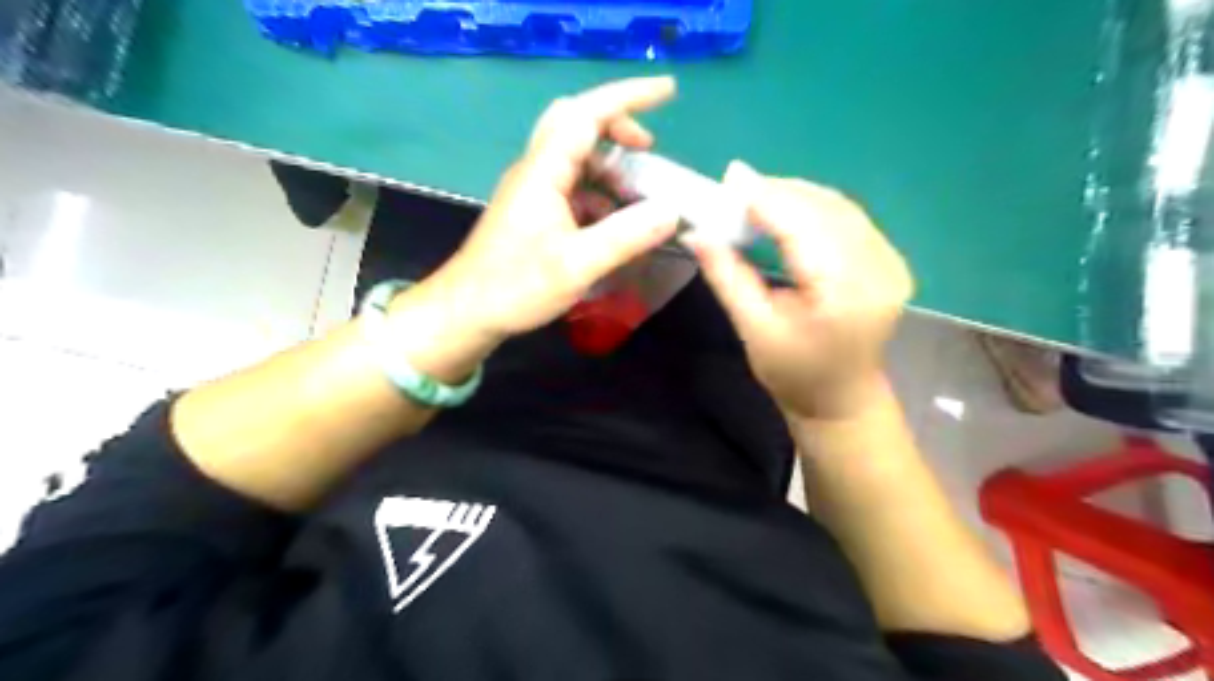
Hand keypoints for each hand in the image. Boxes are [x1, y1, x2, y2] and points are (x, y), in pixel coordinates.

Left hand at [401, 81, 677, 344]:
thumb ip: (626, 236)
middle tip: (649, 148)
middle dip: (617, 127)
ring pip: (576, 158)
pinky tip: (614, 224)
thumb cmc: (515, 287)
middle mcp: (536, 171)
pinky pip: (572, 188)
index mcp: (543, 172)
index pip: (587, 114)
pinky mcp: (533, 212)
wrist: (467, 312)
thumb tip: (671, 211)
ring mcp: (533, 191)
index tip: (668, 92)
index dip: (629, 97)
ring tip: (639, 196)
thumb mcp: (577, 265)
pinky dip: (599, 195)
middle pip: (576, 124)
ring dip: (610, 167)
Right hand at [682, 162, 910, 422]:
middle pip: (824, 209)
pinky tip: (787, 211)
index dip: (765, 197)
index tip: (729, 178)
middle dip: (777, 192)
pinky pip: (848, 218)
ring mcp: (891, 262)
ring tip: (755, 198)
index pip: (803, 227)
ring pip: (839, 206)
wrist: (841, 399)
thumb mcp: (753, 328)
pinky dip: (814, 207)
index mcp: (843, 292)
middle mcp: (878, 269)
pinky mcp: (890, 260)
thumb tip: (695, 231)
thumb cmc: (793, 373)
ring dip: (795, 196)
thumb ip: (727, 275)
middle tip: (735, 188)